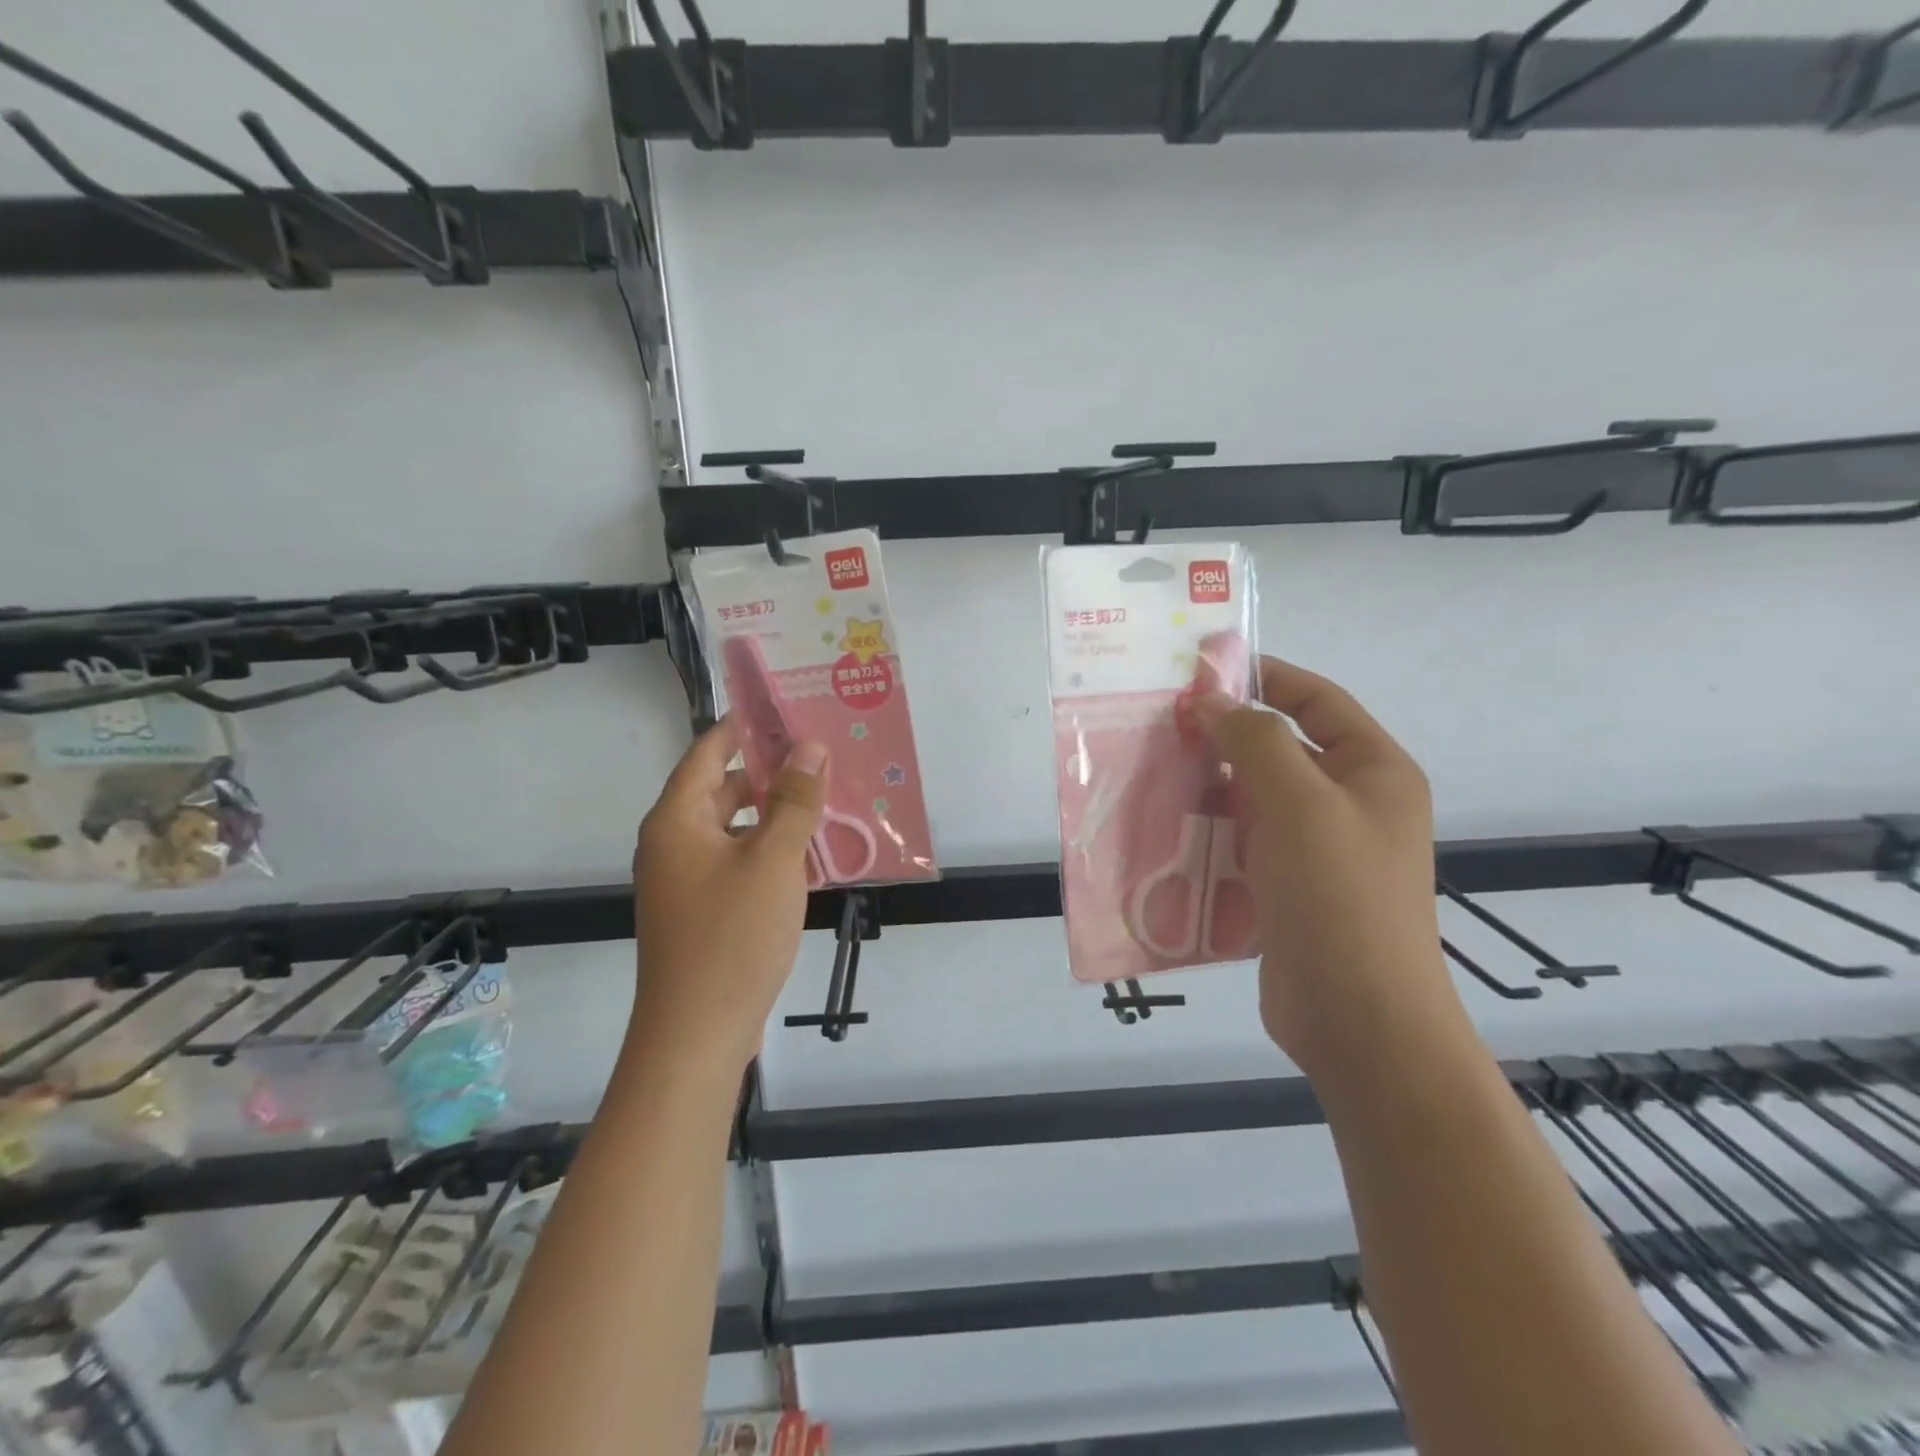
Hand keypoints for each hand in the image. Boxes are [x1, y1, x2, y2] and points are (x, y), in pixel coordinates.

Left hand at [632, 719, 825, 1071]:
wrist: (697, 1035)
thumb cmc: (732, 937)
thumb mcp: (773, 860)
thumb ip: (794, 800)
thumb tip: (809, 748)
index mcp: (676, 820)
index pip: (708, 752)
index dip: (744, 728)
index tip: (787, 710)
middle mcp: (673, 843)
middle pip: (721, 790)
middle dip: (770, 773)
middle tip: (820, 757)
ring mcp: (685, 881)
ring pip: (734, 830)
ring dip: (775, 815)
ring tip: (825, 802)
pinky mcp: (702, 911)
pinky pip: (737, 863)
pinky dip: (769, 852)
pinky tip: (811, 857)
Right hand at [1195, 657, 1463, 1078]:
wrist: (1358, 1020)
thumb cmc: (1340, 898)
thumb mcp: (1301, 804)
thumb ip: (1256, 740)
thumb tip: (1213, 699)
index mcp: (1372, 770)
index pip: (1316, 699)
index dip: (1263, 676)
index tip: (1201, 669)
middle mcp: (1348, 802)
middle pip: (1281, 746)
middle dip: (1224, 732)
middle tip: (1163, 724)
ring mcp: (1317, 848)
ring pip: (1254, 795)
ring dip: (1210, 782)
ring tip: (1154, 769)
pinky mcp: (1286, 885)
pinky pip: (1242, 838)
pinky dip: (1209, 826)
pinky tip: (1166, 824)